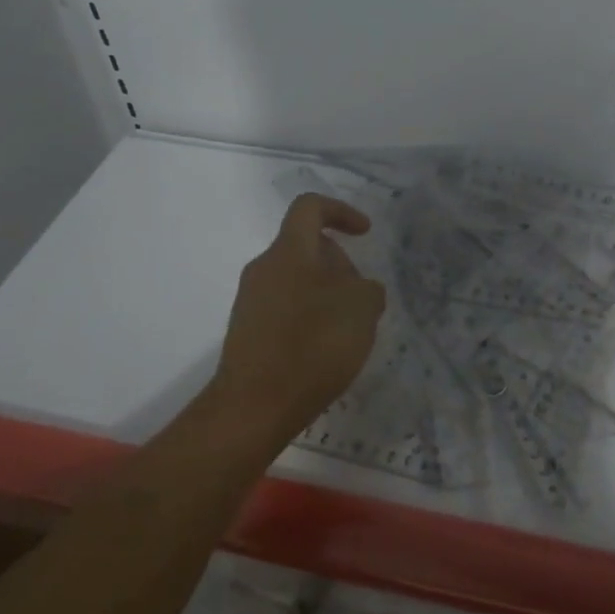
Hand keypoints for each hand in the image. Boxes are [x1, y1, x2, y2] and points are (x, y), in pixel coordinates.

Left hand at [210, 193, 386, 441]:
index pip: (310, 207)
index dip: (341, 211)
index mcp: (289, 250)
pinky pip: (285, 309)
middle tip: (363, 299)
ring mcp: (250, 301)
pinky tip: (325, 351)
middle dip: (339, 264)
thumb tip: (358, 290)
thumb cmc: (313, 344)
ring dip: (326, 294)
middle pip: (306, 247)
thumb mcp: (362, 308)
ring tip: (349, 330)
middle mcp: (264, 267)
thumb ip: (367, 288)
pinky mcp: (247, 332)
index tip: (364, 233)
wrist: (254, 407)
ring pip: (297, 280)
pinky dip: (309, 318)